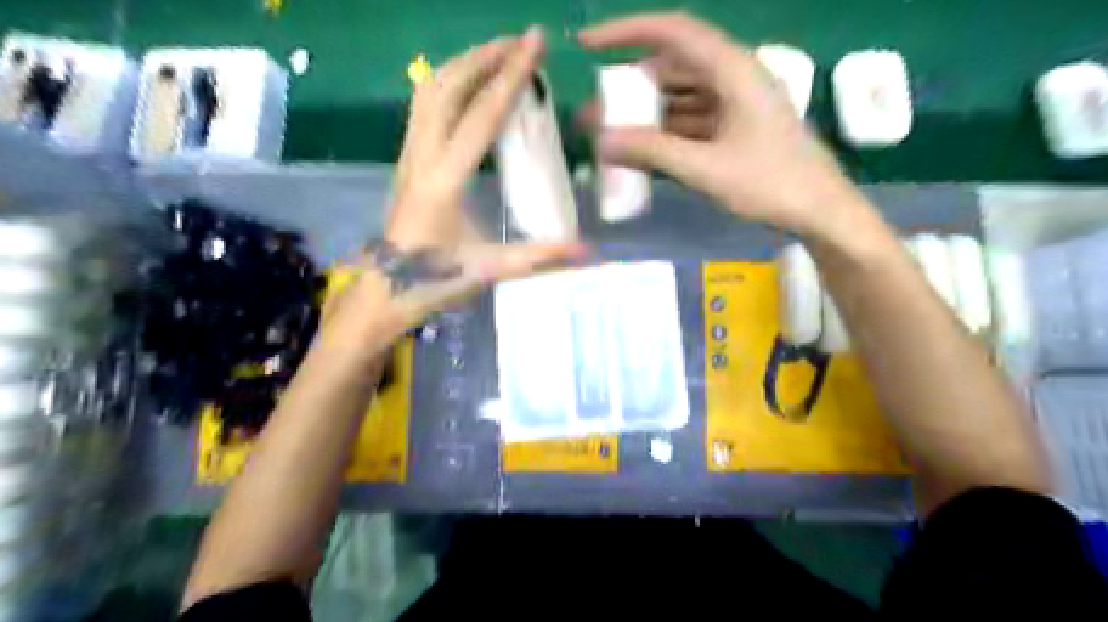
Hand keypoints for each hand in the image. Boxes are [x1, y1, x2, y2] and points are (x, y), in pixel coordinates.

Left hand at [337, 27, 586, 334]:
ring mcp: (408, 155)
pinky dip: (448, 84)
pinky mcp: (405, 160)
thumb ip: (539, 257)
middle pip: (448, 87)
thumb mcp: (490, 269)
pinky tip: (468, 89)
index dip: (511, 76)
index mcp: (444, 179)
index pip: (481, 115)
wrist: (384, 291)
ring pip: (429, 90)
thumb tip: (587, 252)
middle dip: (485, 57)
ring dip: (464, 65)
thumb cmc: (433, 281)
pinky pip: (423, 106)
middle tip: (520, 43)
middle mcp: (421, 156)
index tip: (534, 42)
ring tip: (497, 55)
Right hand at [580, 12, 873, 239]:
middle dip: (629, 89)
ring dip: (645, 115)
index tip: (587, 44)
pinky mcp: (734, 129)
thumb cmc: (771, 184)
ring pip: (678, 98)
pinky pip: (689, 122)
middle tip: (595, 113)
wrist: (819, 211)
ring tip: (610, 137)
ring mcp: (734, 105)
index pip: (672, 33)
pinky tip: (641, 152)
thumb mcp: (707, 169)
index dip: (626, 32)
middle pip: (671, 69)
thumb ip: (653, 152)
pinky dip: (664, 133)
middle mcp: (732, 78)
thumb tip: (602, 142)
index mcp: (732, 71)